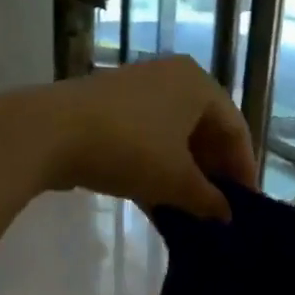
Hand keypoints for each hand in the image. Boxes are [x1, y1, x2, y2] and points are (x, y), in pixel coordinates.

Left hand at [44, 57, 256, 219]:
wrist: (49, 133)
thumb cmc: (129, 149)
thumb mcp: (176, 181)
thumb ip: (208, 200)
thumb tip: (225, 216)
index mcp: (199, 84)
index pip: (236, 130)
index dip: (243, 170)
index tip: (245, 205)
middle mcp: (172, 78)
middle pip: (205, 131)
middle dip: (212, 173)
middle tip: (217, 209)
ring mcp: (137, 90)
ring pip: (174, 138)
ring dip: (184, 175)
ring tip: (189, 211)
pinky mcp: (108, 107)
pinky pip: (147, 139)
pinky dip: (157, 168)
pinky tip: (156, 202)